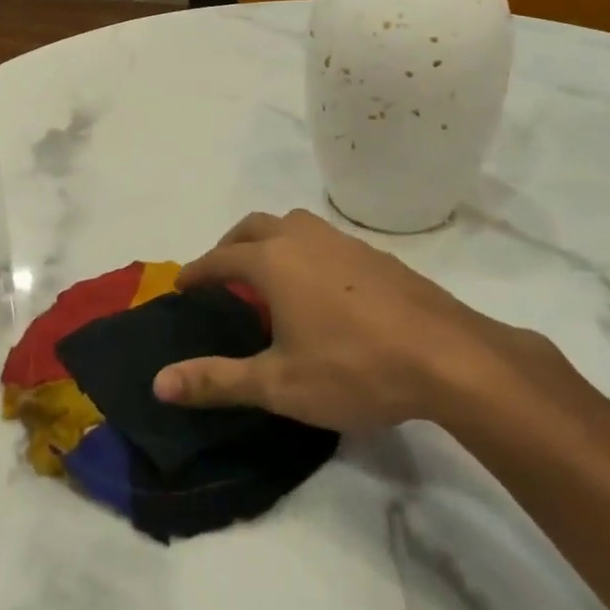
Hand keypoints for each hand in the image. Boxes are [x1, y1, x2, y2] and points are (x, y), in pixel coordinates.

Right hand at [153, 209, 537, 433]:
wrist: (450, 357)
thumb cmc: (354, 368)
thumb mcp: (278, 384)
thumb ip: (217, 380)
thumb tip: (159, 383)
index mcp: (272, 262)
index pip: (220, 259)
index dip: (197, 272)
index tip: (182, 284)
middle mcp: (303, 239)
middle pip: (254, 226)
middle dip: (230, 245)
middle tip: (221, 273)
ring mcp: (344, 243)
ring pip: (293, 224)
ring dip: (270, 240)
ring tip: (269, 274)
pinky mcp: (377, 256)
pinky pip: (326, 240)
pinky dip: (306, 251)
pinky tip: (322, 287)